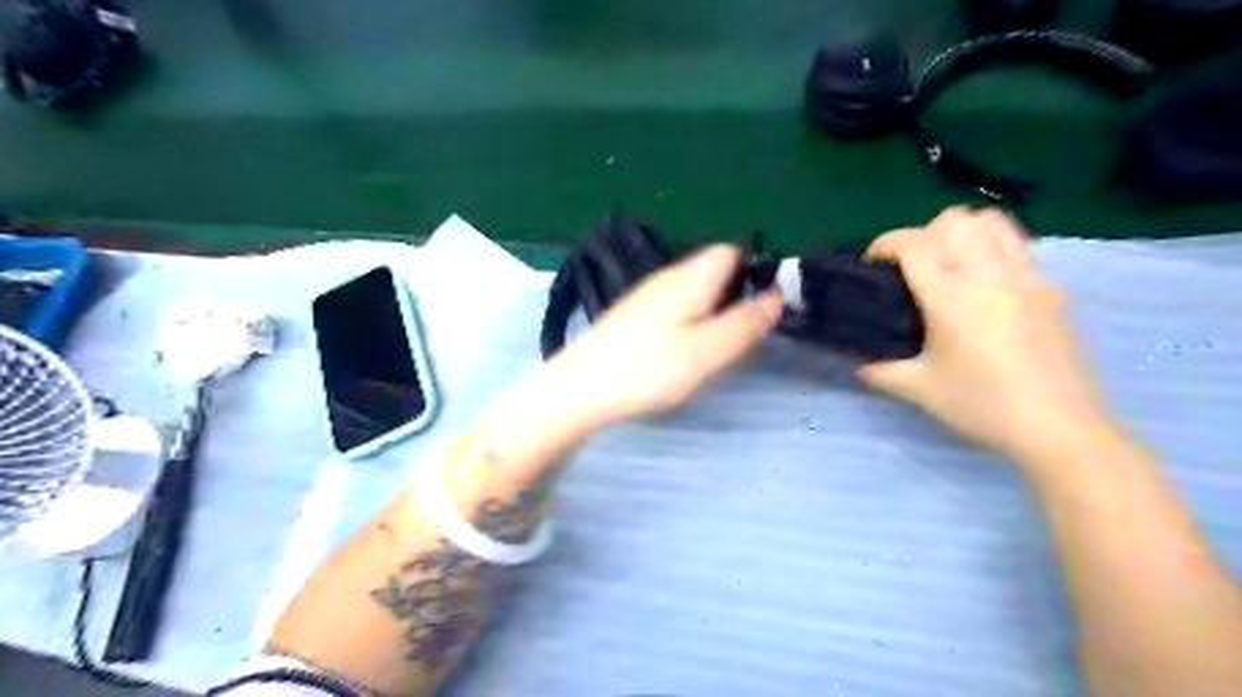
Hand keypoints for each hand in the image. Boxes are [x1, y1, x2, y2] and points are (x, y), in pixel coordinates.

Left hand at [541, 244, 772, 426]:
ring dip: (713, 309)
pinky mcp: (634, 314)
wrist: (582, 386)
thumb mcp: (707, 350)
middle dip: (735, 294)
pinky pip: (676, 305)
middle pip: (713, 269)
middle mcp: (668, 276)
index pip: (731, 251)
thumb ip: (744, 323)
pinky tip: (682, 349)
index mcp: (690, 277)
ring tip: (714, 347)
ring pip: (695, 289)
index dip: (754, 270)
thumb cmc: (648, 368)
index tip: (764, 306)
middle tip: (740, 335)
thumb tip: (776, 297)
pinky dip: (690, 320)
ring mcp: (648, 294)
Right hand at [865, 207, 1115, 463]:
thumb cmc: (982, 406)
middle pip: (954, 220)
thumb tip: (860, 366)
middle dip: (924, 233)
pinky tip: (986, 284)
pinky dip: (994, 247)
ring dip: (963, 232)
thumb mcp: (920, 390)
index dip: (885, 243)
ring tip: (951, 264)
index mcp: (950, 297)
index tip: (873, 263)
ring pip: (992, 222)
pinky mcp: (1052, 289)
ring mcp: (1026, 277)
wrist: (1060, 428)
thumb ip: (882, 371)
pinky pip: (1019, 245)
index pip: (913, 244)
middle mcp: (988, 275)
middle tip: (913, 267)